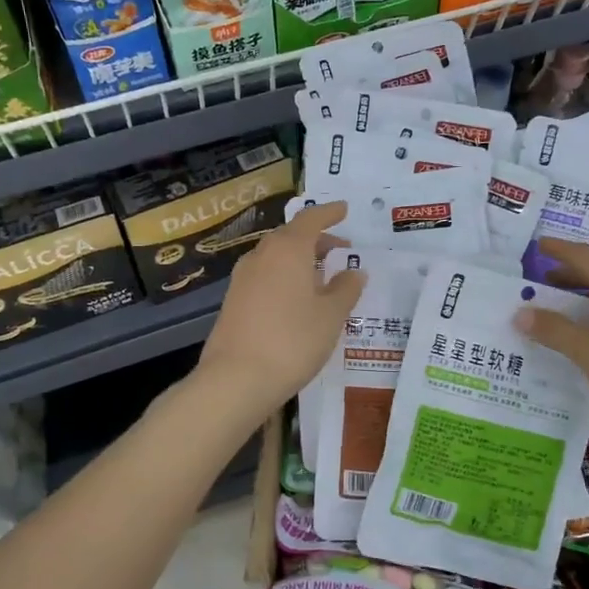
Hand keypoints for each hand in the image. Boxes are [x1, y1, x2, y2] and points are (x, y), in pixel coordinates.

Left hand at [195, 201, 364, 423]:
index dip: (329, 213)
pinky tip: (296, 298)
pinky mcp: (233, 301)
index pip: (311, 220)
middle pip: (291, 237)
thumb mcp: (331, 316)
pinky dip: (284, 276)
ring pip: (276, 257)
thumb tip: (355, 271)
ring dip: (299, 259)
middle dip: (316, 239)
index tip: (344, 209)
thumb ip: (346, 289)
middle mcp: (262, 256)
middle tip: (339, 247)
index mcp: (288, 249)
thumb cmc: (292, 341)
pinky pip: (265, 276)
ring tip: (321, 274)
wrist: (236, 379)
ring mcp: (243, 278)